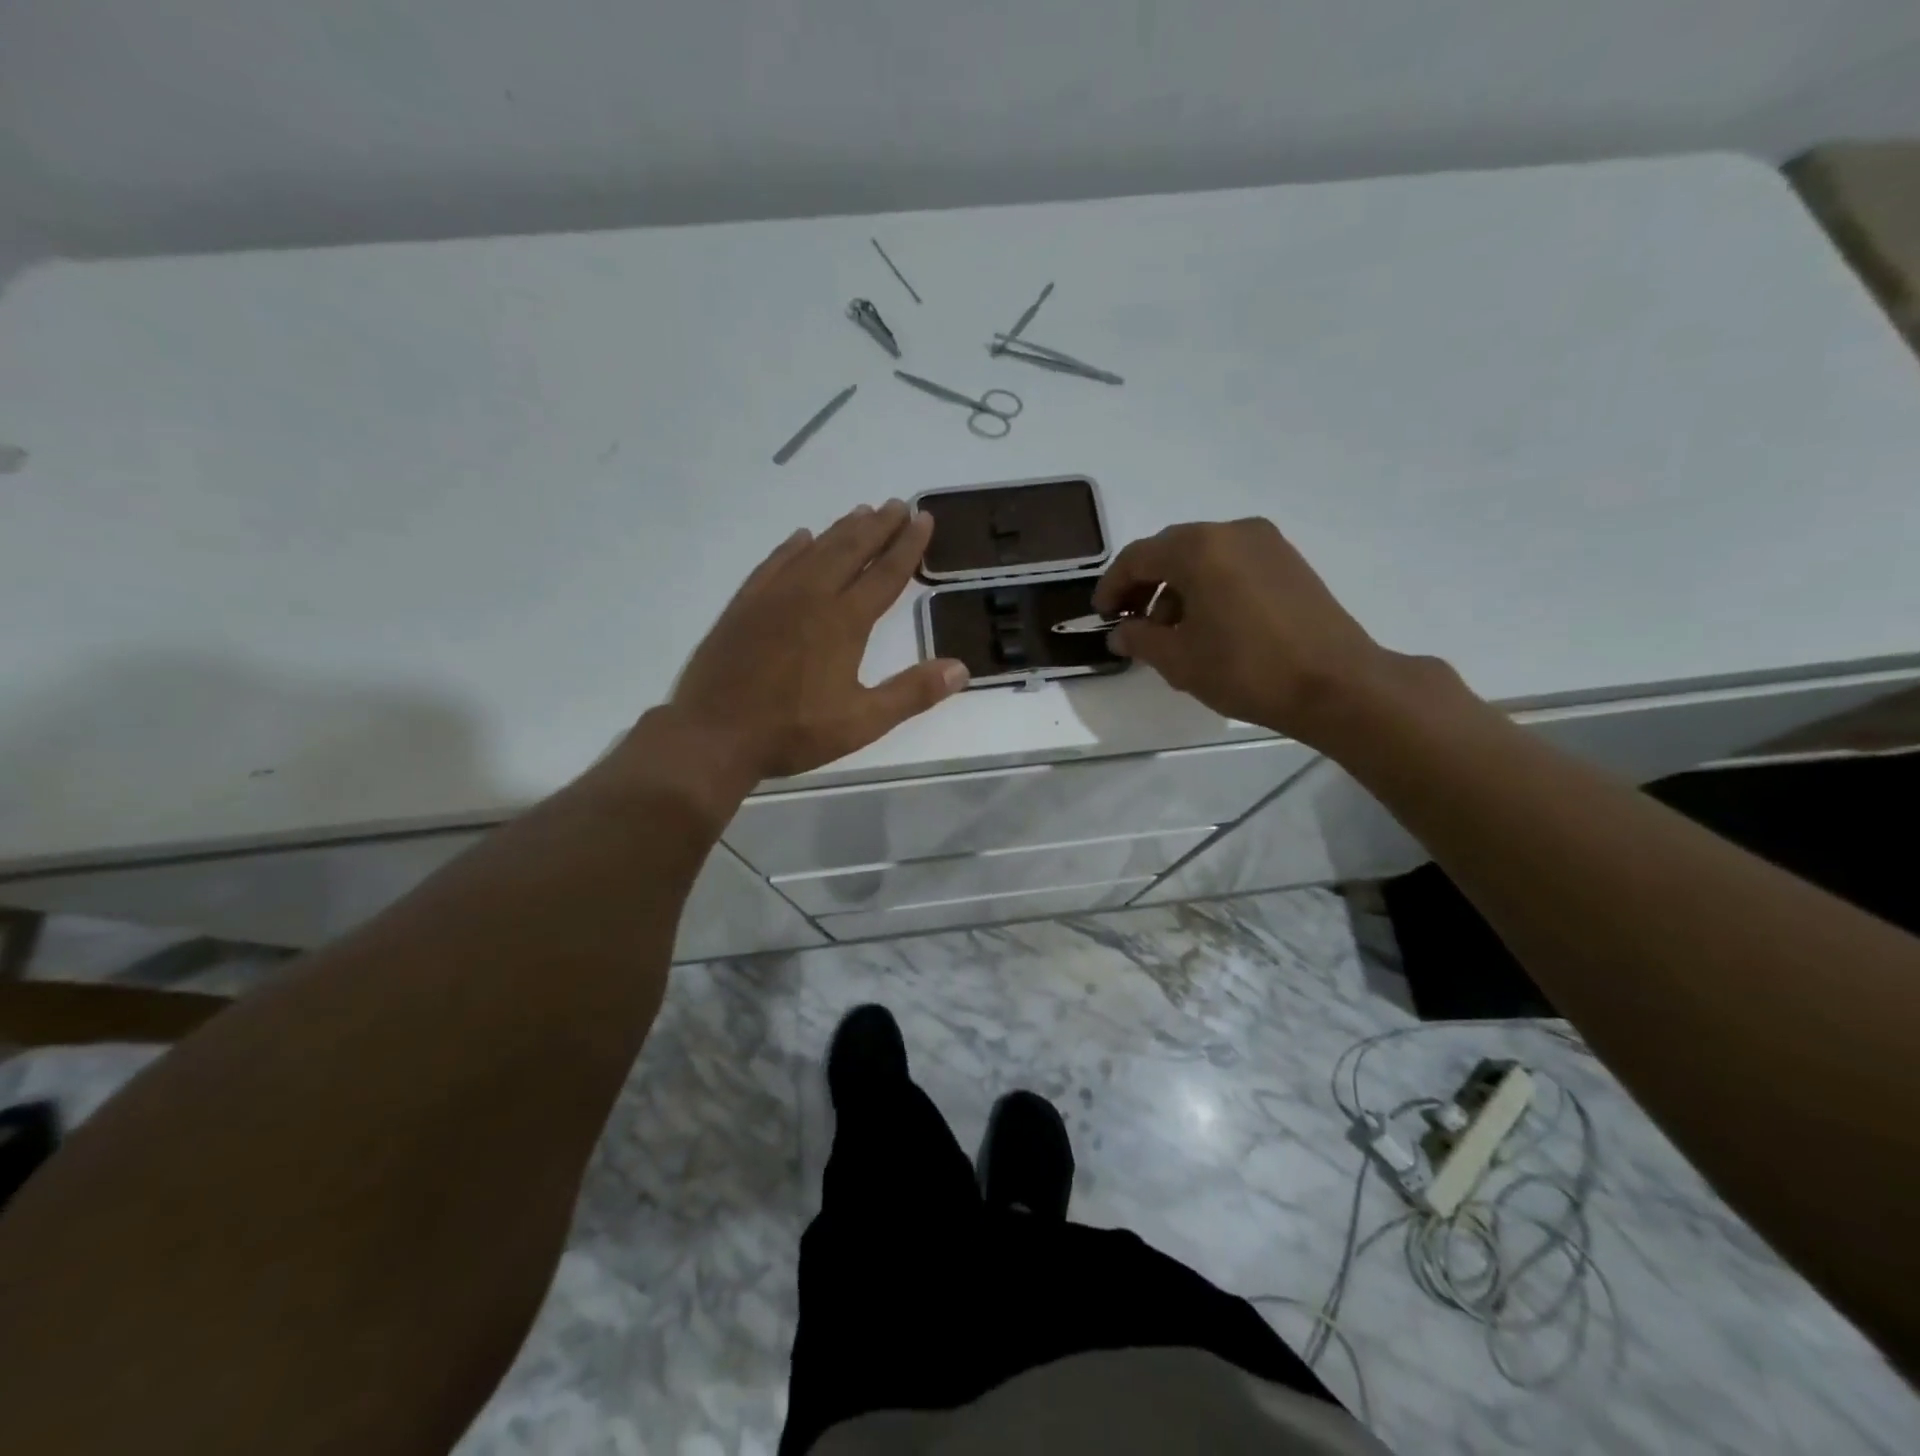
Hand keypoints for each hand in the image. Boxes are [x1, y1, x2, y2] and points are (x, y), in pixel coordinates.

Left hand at [667, 501, 967, 782]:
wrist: (714, 734)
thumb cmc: (793, 731)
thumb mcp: (862, 722)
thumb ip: (912, 693)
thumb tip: (961, 669)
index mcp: (844, 622)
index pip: (885, 574)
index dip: (908, 546)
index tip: (924, 519)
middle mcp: (811, 596)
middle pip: (851, 550)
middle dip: (879, 527)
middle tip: (899, 504)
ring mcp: (773, 597)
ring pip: (815, 550)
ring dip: (841, 530)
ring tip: (862, 512)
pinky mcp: (745, 605)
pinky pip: (774, 563)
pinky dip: (792, 547)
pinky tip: (801, 538)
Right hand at [1094, 517, 1394, 743]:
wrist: (1336, 684)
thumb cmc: (1246, 669)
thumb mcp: (1179, 660)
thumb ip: (1140, 639)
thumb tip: (1120, 633)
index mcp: (1199, 548)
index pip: (1138, 558)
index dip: (1111, 586)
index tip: (1101, 615)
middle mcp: (1232, 532)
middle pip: (1170, 551)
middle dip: (1144, 585)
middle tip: (1130, 622)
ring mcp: (1266, 543)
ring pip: (1203, 557)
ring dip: (1176, 588)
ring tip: (1171, 633)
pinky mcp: (1288, 562)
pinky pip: (1231, 564)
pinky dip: (1208, 587)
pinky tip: (1208, 625)